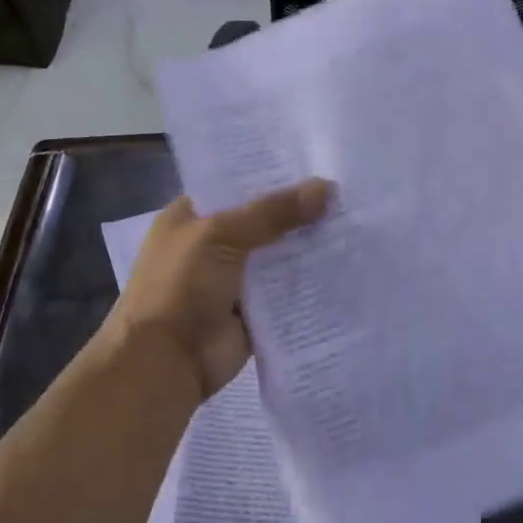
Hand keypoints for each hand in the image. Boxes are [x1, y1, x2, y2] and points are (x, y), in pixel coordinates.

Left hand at [107, 180, 331, 405]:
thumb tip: (327, 187)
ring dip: (310, 247)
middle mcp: (213, 245)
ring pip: (280, 257)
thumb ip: (274, 211)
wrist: (166, 361)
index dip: (273, 175)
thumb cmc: (180, 286)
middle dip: (300, 211)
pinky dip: (311, 284)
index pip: (236, 186)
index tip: (317, 162)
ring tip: (357, 225)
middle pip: (264, 221)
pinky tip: (347, 267)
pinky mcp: (254, 312)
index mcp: (191, 217)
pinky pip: (288, 293)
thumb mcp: (222, 235)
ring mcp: (235, 281)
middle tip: (348, 194)